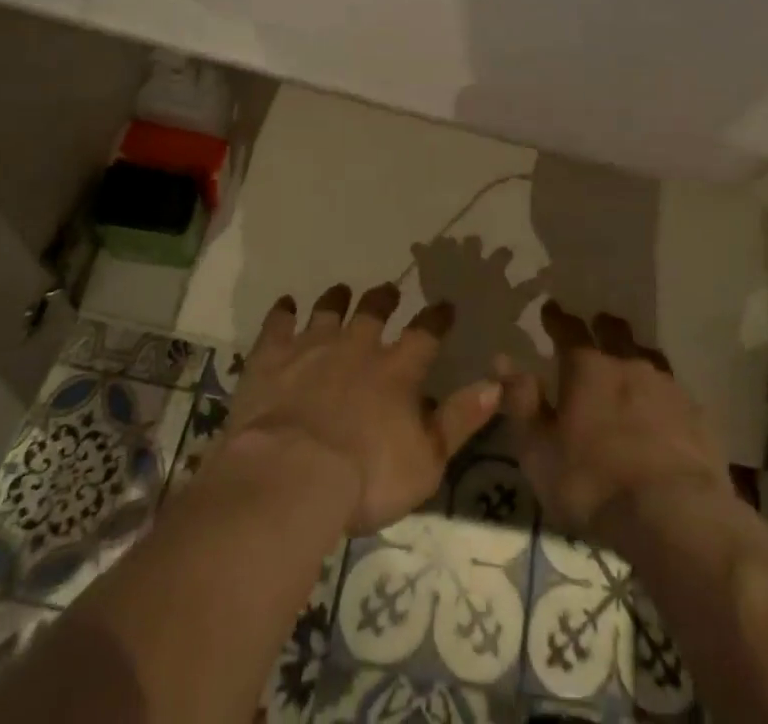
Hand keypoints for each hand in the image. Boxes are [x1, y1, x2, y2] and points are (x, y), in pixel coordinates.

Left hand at [216, 283, 501, 534]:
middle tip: (388, 290)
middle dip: (383, 299)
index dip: (437, 318)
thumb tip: (495, 384)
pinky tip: (285, 304)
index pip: (425, 334)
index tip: (445, 305)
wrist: (291, 475)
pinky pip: (277, 325)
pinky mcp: (271, 358)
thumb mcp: (427, 460)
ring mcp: (312, 347)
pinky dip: (282, 313)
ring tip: (341, 290)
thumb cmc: (366, 477)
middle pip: (373, 311)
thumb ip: (460, 419)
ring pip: (328, 311)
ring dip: (336, 299)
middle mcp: (357, 347)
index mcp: (397, 371)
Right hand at [500, 302, 734, 546]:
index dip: (557, 319)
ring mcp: (667, 387)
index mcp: (587, 369)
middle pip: (615, 333)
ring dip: (635, 354)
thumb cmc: (592, 483)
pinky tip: (664, 407)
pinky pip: (675, 391)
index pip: (568, 331)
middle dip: (602, 326)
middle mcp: (628, 365)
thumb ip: (522, 403)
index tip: (551, 308)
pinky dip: (663, 393)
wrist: (674, 513)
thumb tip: (503, 360)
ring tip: (630, 360)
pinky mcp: (696, 414)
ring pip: (648, 356)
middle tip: (596, 323)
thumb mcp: (540, 451)